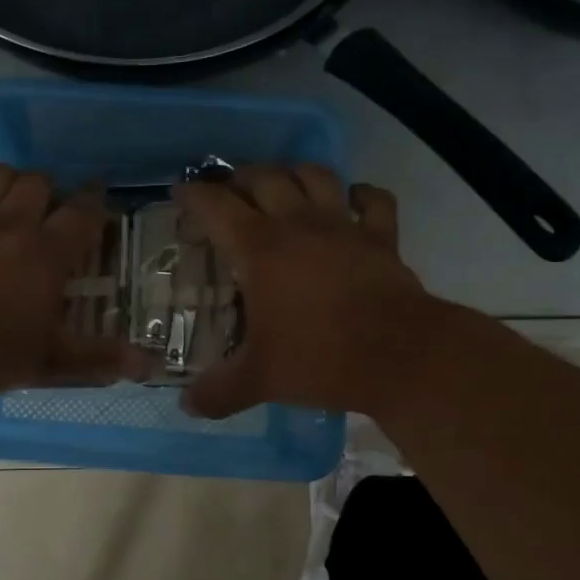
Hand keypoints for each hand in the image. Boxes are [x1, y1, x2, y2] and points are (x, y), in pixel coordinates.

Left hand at [0, 144, 145, 398]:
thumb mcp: (49, 363)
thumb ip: (98, 359)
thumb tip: (151, 364)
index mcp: (45, 254)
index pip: (80, 215)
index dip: (93, 201)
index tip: (98, 192)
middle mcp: (8, 224)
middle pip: (36, 185)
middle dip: (46, 188)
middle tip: (46, 205)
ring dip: (3, 176)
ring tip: (7, 186)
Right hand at [174, 164, 440, 418]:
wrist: (400, 357)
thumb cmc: (320, 359)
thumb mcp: (258, 380)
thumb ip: (217, 392)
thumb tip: (187, 406)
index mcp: (259, 250)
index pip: (216, 206)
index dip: (193, 196)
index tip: (179, 194)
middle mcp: (298, 224)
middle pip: (263, 178)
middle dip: (239, 179)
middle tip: (228, 195)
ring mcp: (344, 226)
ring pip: (315, 175)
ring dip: (293, 173)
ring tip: (282, 186)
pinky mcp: (382, 237)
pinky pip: (374, 200)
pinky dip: (361, 194)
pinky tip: (352, 201)